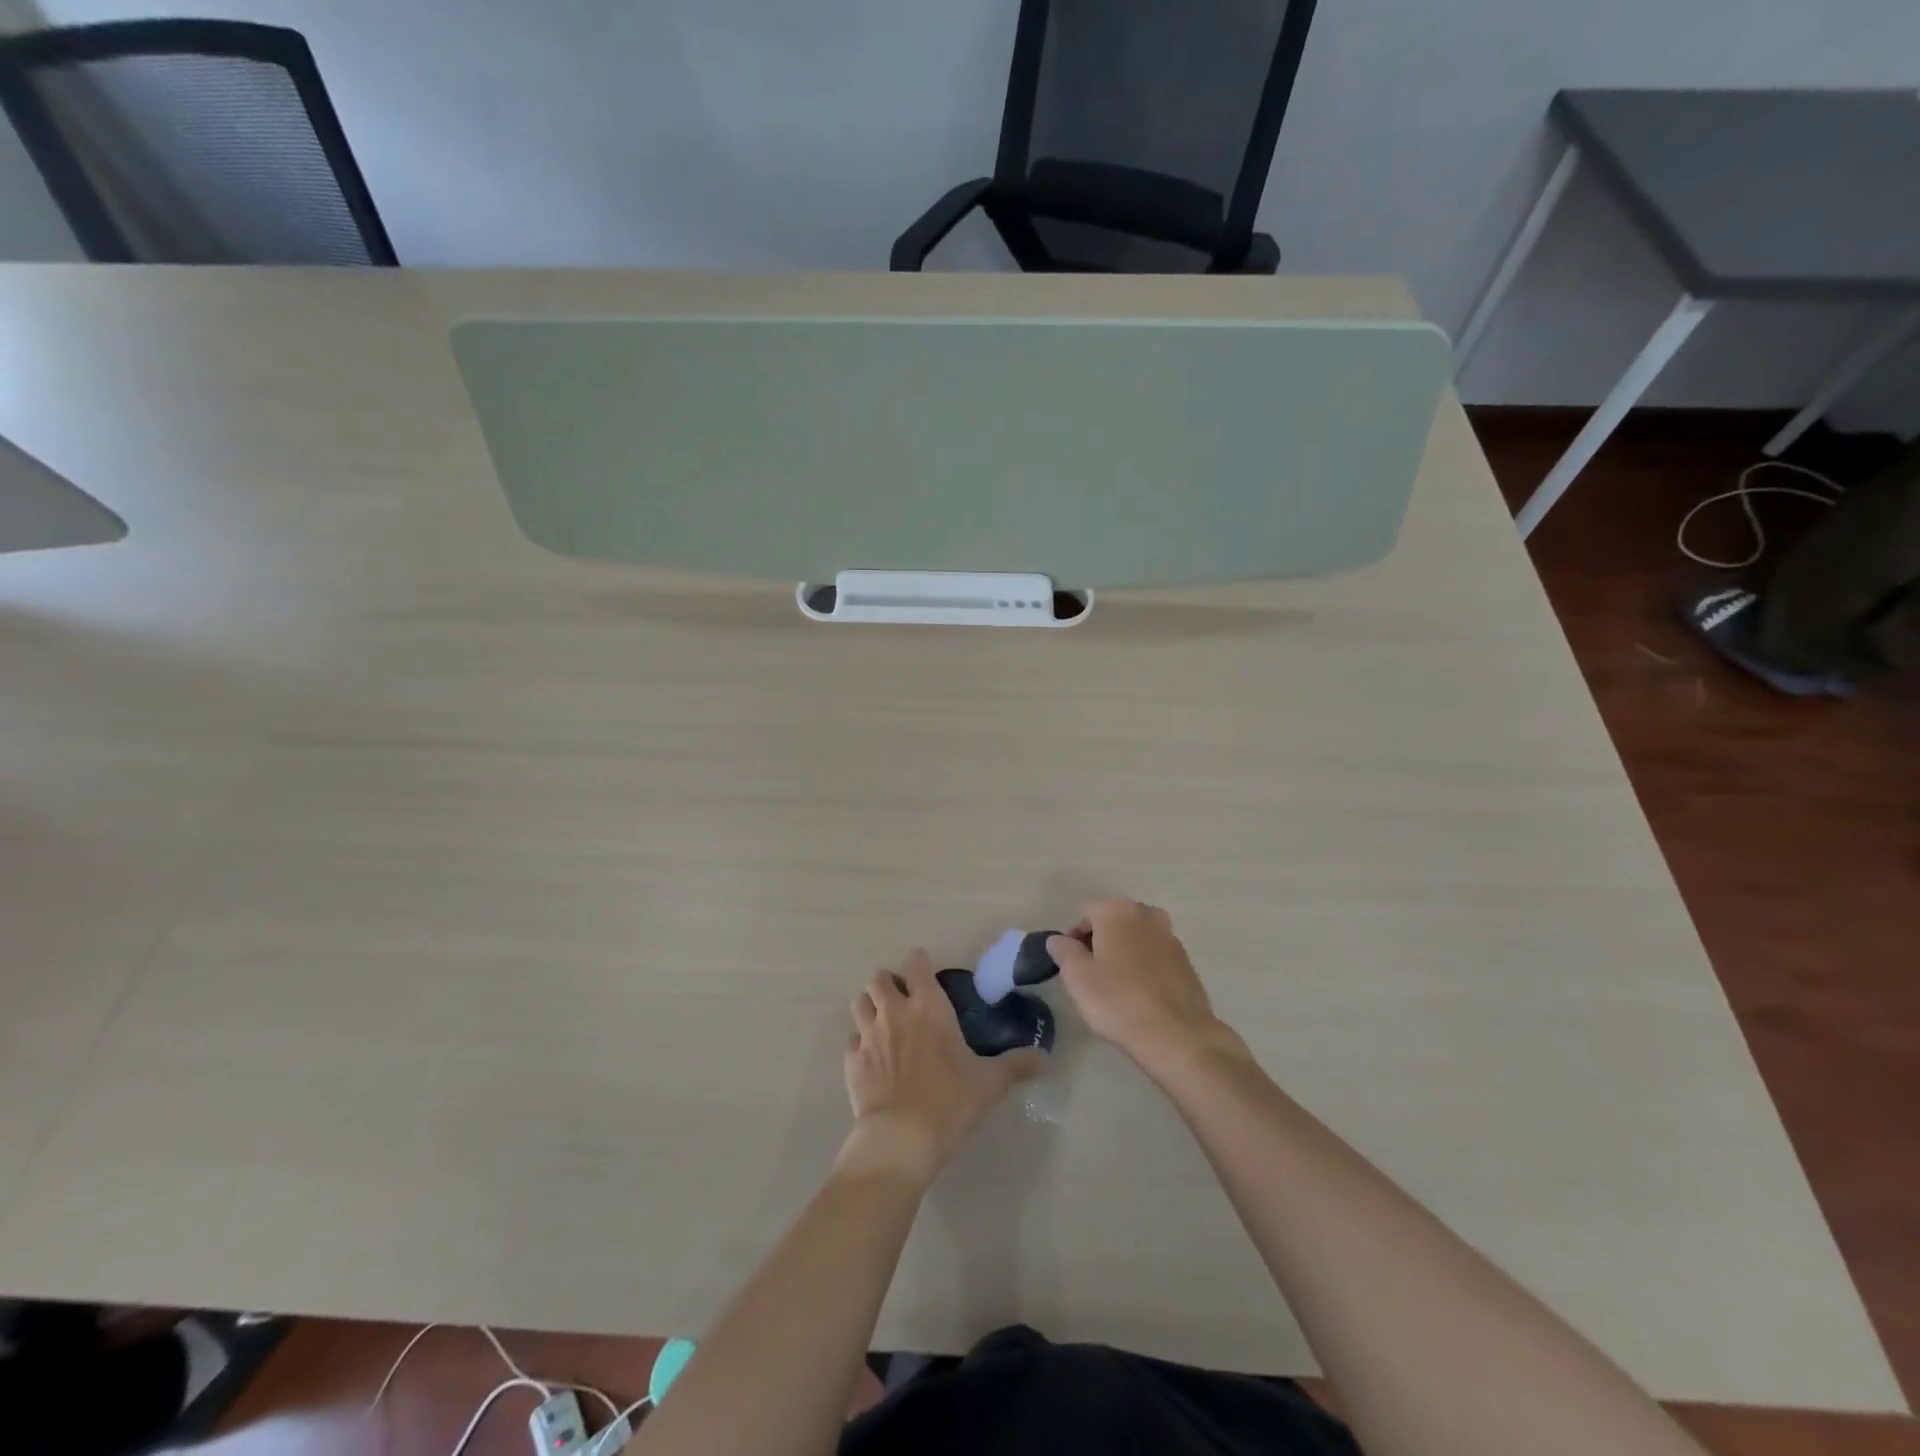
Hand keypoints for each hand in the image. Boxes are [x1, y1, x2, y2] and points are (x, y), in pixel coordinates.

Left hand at [840, 950, 1041, 1184]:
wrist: (900, 1138)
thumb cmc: (949, 1101)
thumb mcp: (990, 1083)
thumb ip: (1017, 1065)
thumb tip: (1044, 1058)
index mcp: (928, 1006)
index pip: (916, 963)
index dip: (920, 964)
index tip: (928, 974)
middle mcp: (894, 1011)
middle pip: (879, 977)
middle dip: (889, 982)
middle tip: (904, 1000)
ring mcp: (868, 1035)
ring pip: (860, 1002)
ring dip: (870, 1006)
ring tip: (884, 1022)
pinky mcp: (851, 1061)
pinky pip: (851, 1040)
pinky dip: (860, 1042)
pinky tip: (872, 1058)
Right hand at [1047, 899, 1234, 1071]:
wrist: (1177, 1035)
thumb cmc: (1118, 1001)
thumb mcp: (1077, 978)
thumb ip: (1064, 951)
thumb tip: (1058, 940)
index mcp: (1117, 911)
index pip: (1085, 914)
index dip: (1072, 938)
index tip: (1070, 965)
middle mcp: (1146, 914)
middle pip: (1113, 921)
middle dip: (1099, 941)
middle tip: (1090, 974)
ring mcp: (1170, 936)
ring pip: (1135, 937)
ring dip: (1123, 952)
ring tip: (1115, 985)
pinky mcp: (1186, 960)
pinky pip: (1155, 955)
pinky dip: (1144, 966)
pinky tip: (1139, 993)